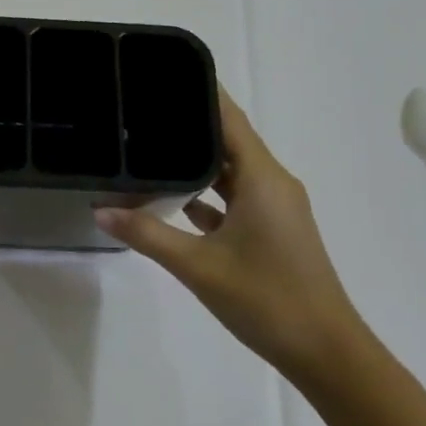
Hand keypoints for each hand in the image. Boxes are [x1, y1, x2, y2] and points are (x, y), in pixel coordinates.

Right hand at [95, 87, 366, 379]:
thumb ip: (147, 234)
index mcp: (262, 179)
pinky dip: (206, 193)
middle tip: (142, 109)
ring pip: (230, 171)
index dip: (201, 92)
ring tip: (149, 146)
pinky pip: (235, 197)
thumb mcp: (198, 266)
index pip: (229, 119)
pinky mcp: (272, 229)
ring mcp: (275, 208)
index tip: (164, 73)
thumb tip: (100, 211)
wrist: (326, 352)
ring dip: (196, 161)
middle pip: (227, 140)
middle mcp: (272, 183)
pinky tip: (171, 198)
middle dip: (188, 124)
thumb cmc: (266, 299)